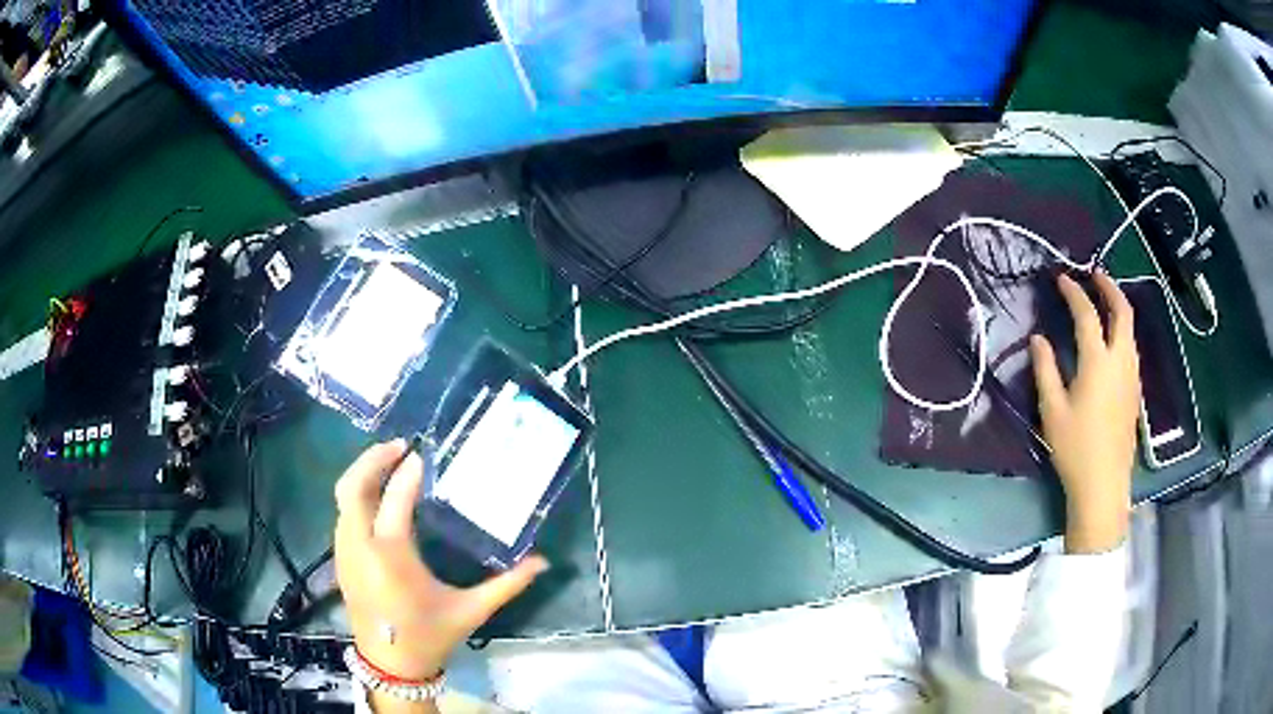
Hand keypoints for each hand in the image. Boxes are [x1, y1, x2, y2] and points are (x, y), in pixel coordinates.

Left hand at [334, 440, 548, 681]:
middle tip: (399, 446)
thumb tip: (543, 562)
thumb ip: (507, 584)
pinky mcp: (340, 558)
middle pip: (352, 487)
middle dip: (372, 460)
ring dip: (363, 475)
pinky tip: (378, 497)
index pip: (395, 499)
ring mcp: (345, 551)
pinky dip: (357, 496)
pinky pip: (342, 514)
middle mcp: (360, 546)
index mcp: (391, 556)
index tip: (424, 453)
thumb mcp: (471, 610)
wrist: (391, 664)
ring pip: (343, 498)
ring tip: (390, 464)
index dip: (409, 472)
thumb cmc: (431, 635)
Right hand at [1030, 272, 1140, 553]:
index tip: (1062, 279)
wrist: (1104, 484)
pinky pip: (1131, 347)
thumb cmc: (1075, 448)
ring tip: (1104, 301)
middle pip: (1122, 312)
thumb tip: (1038, 339)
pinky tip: (1112, 339)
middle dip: (1109, 287)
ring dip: (1118, 307)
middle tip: (1095, 275)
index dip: (1074, 293)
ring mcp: (1132, 375)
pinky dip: (1122, 330)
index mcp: (1098, 362)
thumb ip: (1045, 369)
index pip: (1087, 315)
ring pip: (1131, 329)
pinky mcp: (1135, 390)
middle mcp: (1120, 360)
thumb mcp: (1052, 410)